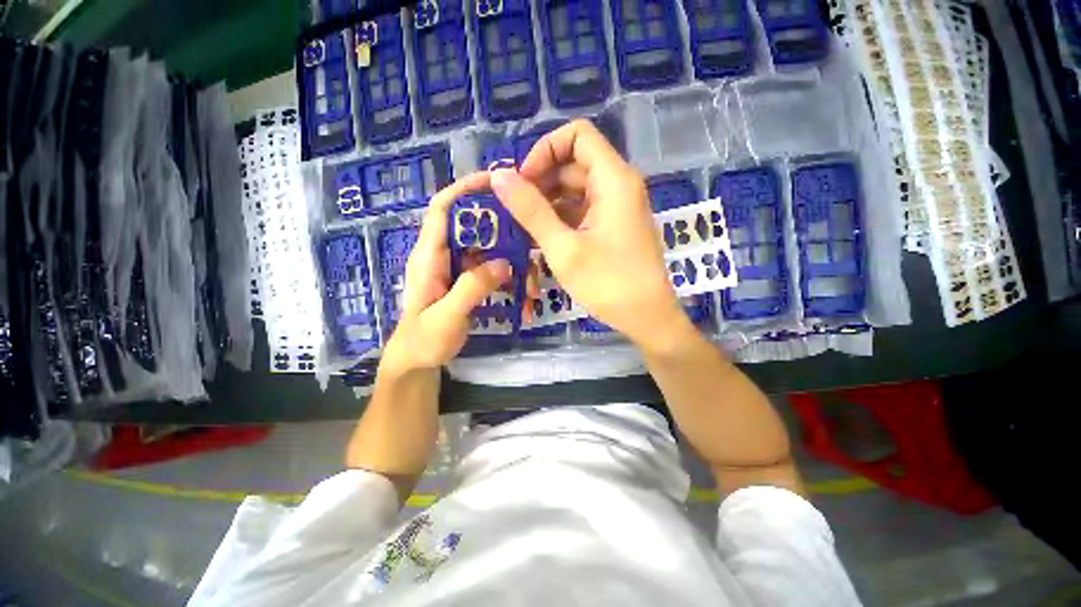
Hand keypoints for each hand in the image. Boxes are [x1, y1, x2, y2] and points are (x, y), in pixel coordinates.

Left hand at [381, 172, 511, 373]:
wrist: (416, 362)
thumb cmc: (422, 341)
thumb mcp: (445, 316)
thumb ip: (472, 289)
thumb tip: (504, 264)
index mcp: (429, 256)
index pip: (443, 209)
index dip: (464, 189)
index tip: (494, 181)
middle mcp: (444, 256)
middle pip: (474, 228)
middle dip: (502, 229)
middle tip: (530, 235)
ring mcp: (458, 270)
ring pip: (488, 252)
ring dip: (511, 261)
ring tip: (532, 281)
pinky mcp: (468, 283)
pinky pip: (492, 272)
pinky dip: (509, 279)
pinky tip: (523, 296)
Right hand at [490, 119, 688, 350]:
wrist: (647, 318)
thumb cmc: (608, 283)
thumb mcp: (563, 248)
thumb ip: (530, 210)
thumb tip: (499, 176)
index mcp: (613, 179)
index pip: (577, 136)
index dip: (544, 151)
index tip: (523, 182)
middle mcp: (618, 185)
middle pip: (574, 163)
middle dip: (540, 181)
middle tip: (513, 210)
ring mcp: (617, 207)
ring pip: (575, 189)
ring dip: (547, 202)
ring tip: (521, 226)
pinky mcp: (613, 226)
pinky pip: (582, 210)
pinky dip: (560, 218)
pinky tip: (541, 236)